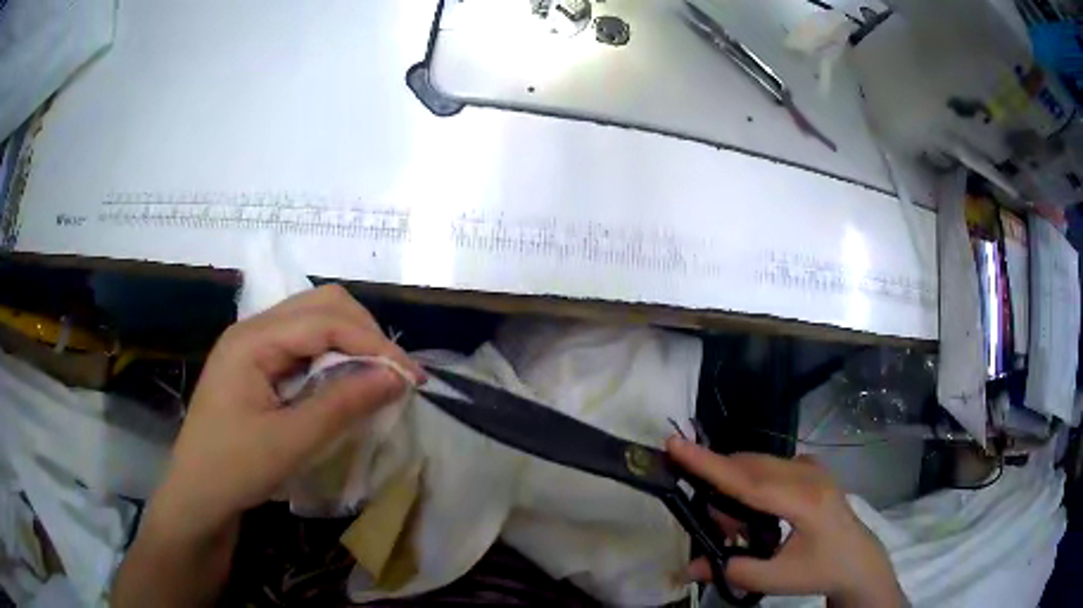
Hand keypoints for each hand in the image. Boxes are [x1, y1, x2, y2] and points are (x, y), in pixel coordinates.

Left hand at [152, 284, 423, 539]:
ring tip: (375, 377)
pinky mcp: (257, 363)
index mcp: (253, 340)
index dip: (374, 343)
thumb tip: (398, 377)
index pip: (325, 320)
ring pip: (314, 319)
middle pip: (321, 305)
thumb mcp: (291, 442)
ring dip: (351, 342)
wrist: (196, 495)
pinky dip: (333, 356)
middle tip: (393, 374)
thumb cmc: (234, 469)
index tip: (412, 377)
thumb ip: (343, 404)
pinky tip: (344, 382)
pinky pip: (303, 344)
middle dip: (365, 333)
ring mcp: (253, 344)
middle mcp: (253, 329)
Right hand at [667, 438, 905, 607]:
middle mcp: (808, 474)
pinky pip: (770, 467)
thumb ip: (732, 570)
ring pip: (758, 464)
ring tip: (734, 525)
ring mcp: (812, 467)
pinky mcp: (811, 468)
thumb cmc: (820, 570)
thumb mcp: (776, 579)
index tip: (675, 444)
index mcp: (804, 501)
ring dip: (736, 487)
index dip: (709, 465)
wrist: (858, 559)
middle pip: (749, 467)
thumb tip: (688, 567)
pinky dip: (751, 485)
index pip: (748, 481)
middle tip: (710, 521)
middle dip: (719, 484)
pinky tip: (753, 513)